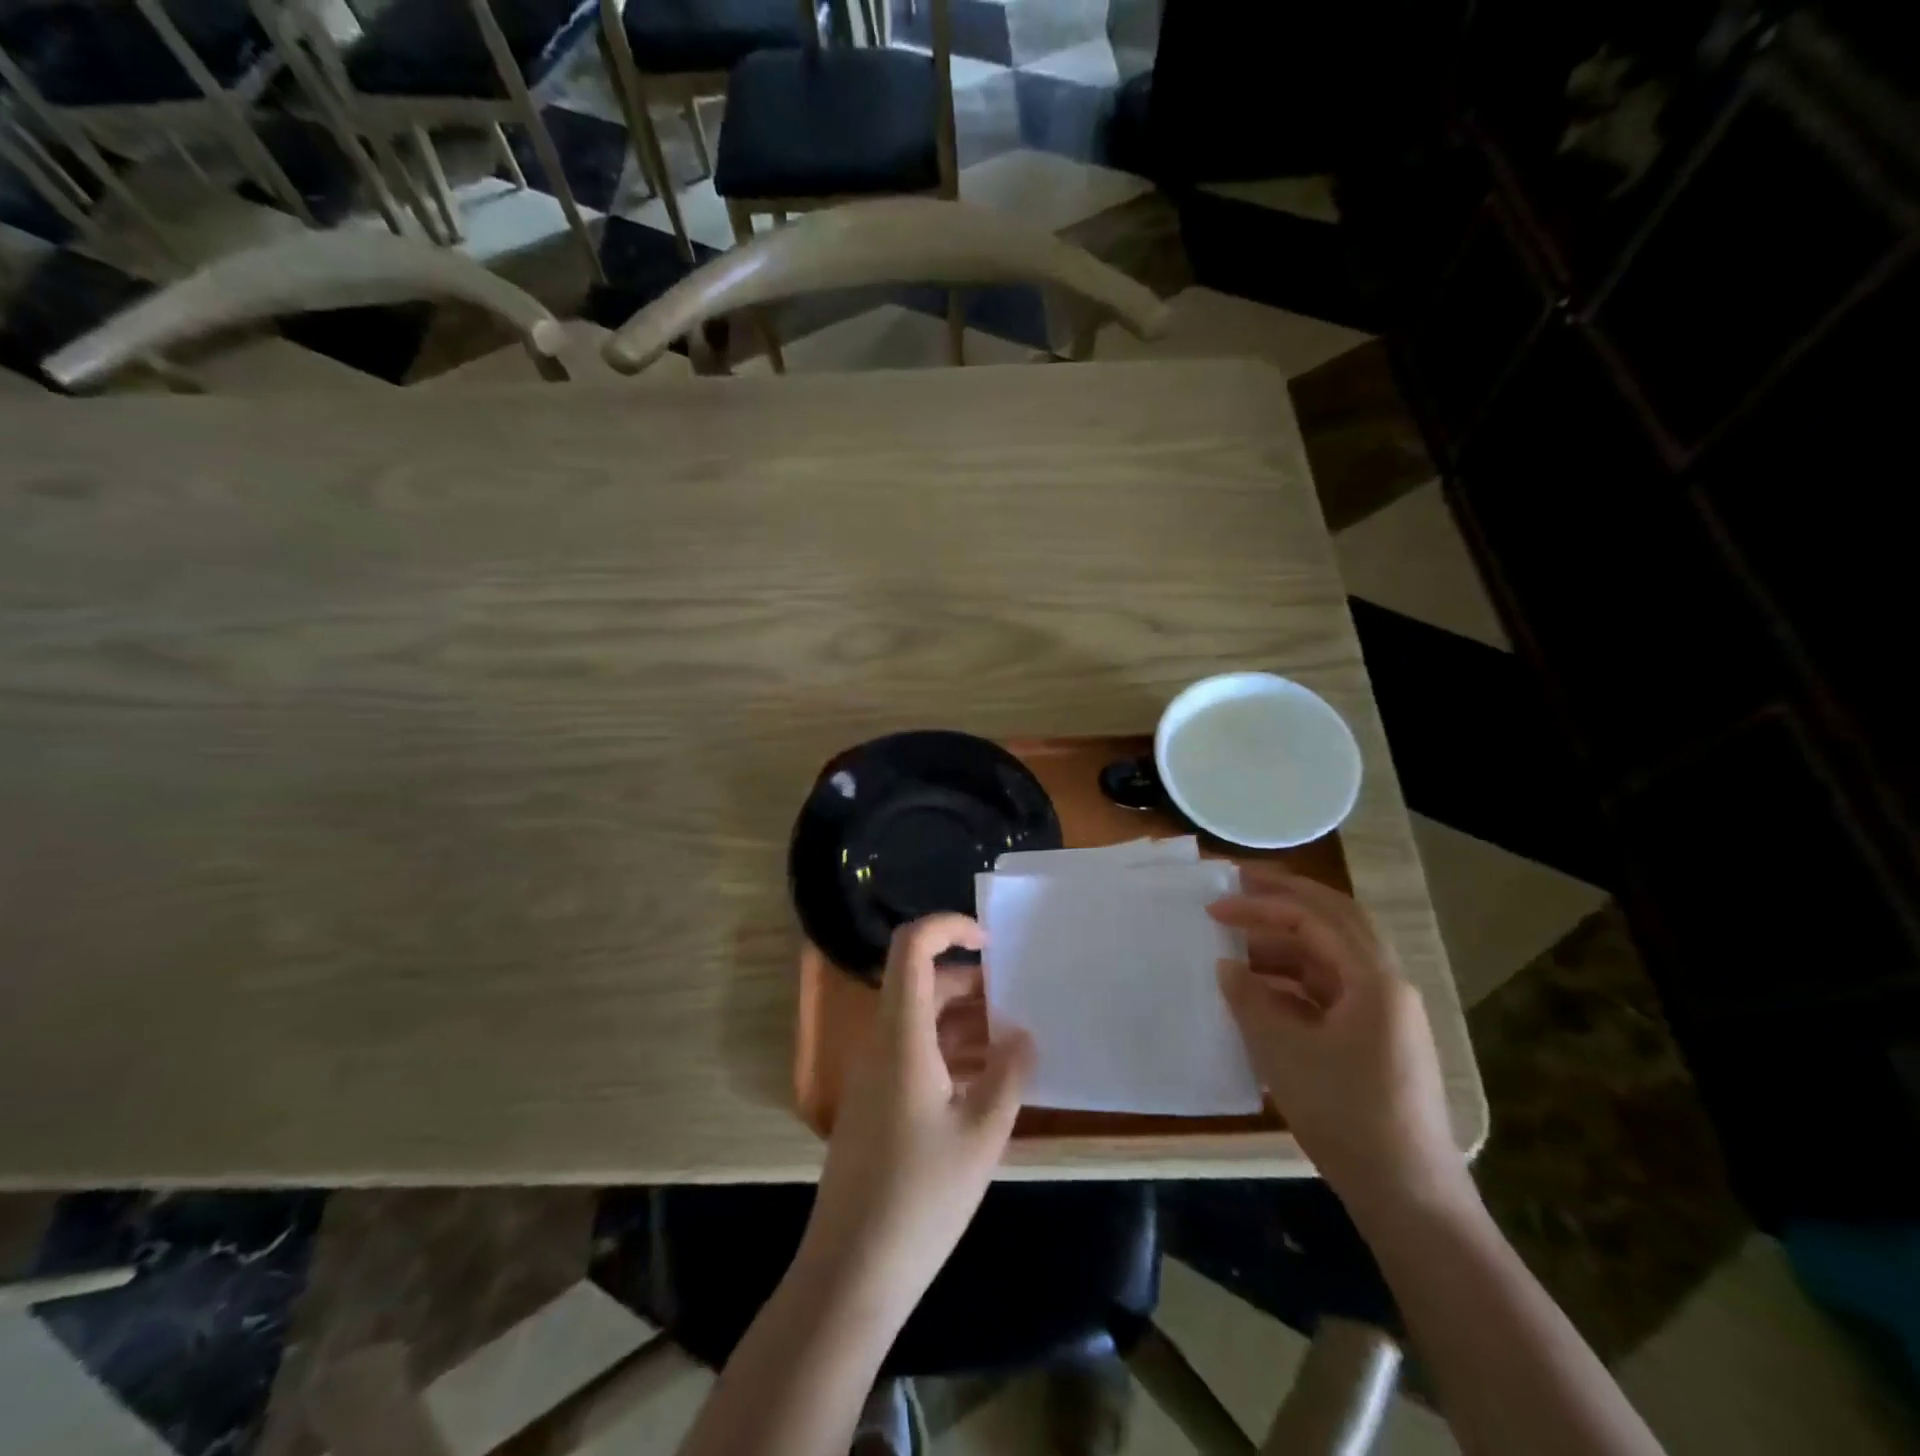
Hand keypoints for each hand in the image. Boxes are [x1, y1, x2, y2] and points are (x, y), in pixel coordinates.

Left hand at [801, 914, 1034, 1323]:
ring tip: (1015, 1044)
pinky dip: (952, 1053)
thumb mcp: (982, 1133)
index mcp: (902, 1035)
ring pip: (922, 1020)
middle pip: (923, 983)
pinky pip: (916, 1053)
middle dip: (973, 983)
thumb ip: (1009, 1072)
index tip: (992, 942)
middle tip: (1020, 1005)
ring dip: (967, 1022)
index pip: (912, 948)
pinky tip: (988, 1081)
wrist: (851, 1271)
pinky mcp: (877, 1102)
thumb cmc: (921, 1196)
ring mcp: (875, 1073)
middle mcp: (882, 1042)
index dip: (948, 928)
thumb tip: (1023, 1033)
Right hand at [1209, 867, 1465, 1215]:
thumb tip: (1227, 966)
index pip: (1313, 918)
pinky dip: (1295, 981)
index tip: (1215, 908)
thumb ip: (1249, 999)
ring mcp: (1386, 1013)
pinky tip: (1261, 994)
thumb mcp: (1284, 1052)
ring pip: (1332, 956)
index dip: (1260, 906)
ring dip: (1286, 944)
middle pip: (1335, 920)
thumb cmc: (1345, 1115)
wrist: (1408, 1196)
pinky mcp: (1378, 1039)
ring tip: (1238, 948)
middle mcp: (1387, 984)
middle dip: (1286, 899)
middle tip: (1240, 885)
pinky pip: (1332, 990)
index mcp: (1374, 979)